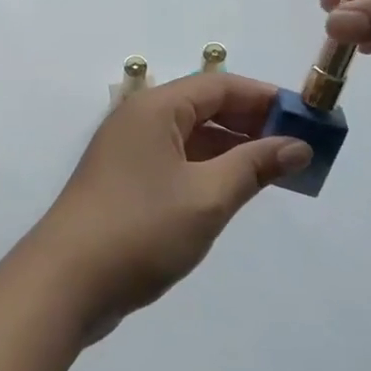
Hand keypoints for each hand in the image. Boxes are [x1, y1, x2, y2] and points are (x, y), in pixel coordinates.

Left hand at [23, 73, 312, 338]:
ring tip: (277, 170)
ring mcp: (130, 153)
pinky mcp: (126, 183)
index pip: (220, 86)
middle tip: (298, 146)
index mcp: (155, 109)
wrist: (64, 284)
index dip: (265, 98)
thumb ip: (254, 166)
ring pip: (192, 138)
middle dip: (252, 124)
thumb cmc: (140, 229)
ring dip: (233, 150)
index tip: (305, 116)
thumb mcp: (207, 197)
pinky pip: (178, 163)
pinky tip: (236, 190)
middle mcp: (140, 120)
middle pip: (205, 108)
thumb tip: (298, 145)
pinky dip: (210, 170)